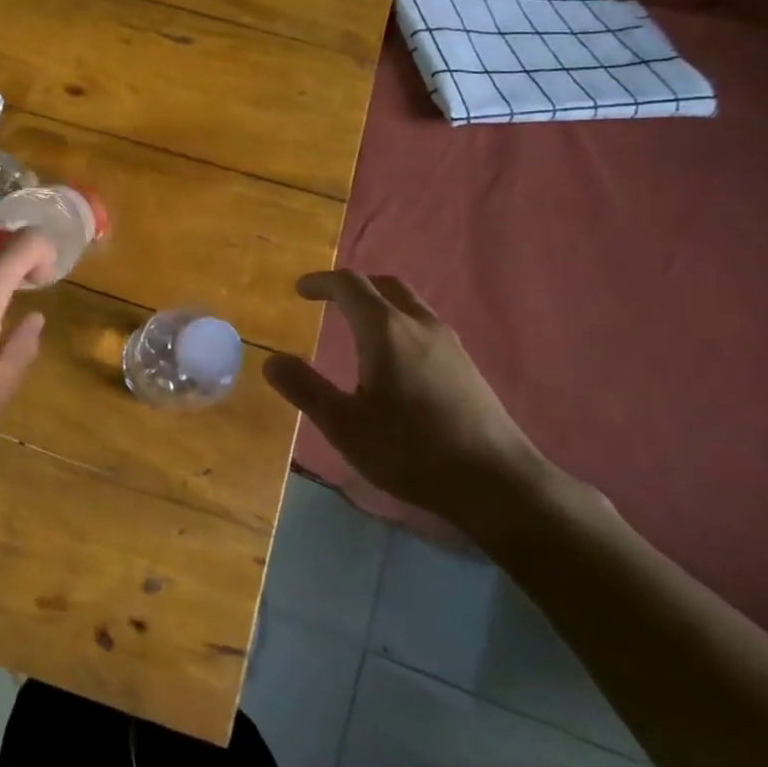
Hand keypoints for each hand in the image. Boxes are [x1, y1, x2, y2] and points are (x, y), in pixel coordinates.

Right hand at [263, 271, 557, 531]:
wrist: (497, 483)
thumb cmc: (411, 450)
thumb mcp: (344, 424)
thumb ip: (305, 388)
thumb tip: (270, 360)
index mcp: (386, 330)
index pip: (349, 286)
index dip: (321, 282)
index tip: (300, 289)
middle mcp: (419, 324)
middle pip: (384, 285)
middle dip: (353, 286)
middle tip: (329, 300)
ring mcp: (449, 343)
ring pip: (409, 303)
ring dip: (379, 303)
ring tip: (358, 326)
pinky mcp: (466, 365)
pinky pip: (425, 325)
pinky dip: (400, 323)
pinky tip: (395, 359)